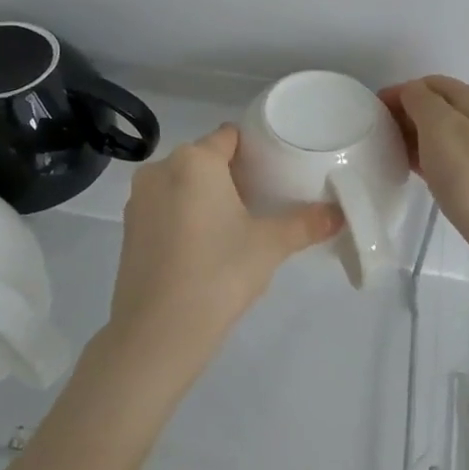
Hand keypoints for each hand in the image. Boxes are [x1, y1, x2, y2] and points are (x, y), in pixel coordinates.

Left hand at [99, 125, 340, 397]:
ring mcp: (139, 200)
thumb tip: (339, 214)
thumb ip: (306, 224)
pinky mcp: (129, 230)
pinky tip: (203, 247)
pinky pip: (164, 208)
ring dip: (205, 196)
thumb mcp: (270, 245)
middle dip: (231, 175)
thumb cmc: (218, 273)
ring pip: (181, 184)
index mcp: (195, 161)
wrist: (158, 332)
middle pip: (204, 159)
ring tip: (234, 225)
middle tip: (262, 201)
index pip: (230, 137)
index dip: (254, 149)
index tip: (274, 170)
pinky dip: (183, 217)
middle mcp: (161, 169)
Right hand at [380, 75, 468, 260]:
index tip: (373, 113)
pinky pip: (459, 156)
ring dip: (421, 137)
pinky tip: (422, 173)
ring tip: (396, 156)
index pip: (430, 84)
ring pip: (450, 132)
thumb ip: (421, 101)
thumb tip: (412, 94)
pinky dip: (436, 157)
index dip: (399, 93)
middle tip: (381, 137)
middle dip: (409, 115)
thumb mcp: (440, 128)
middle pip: (442, 106)